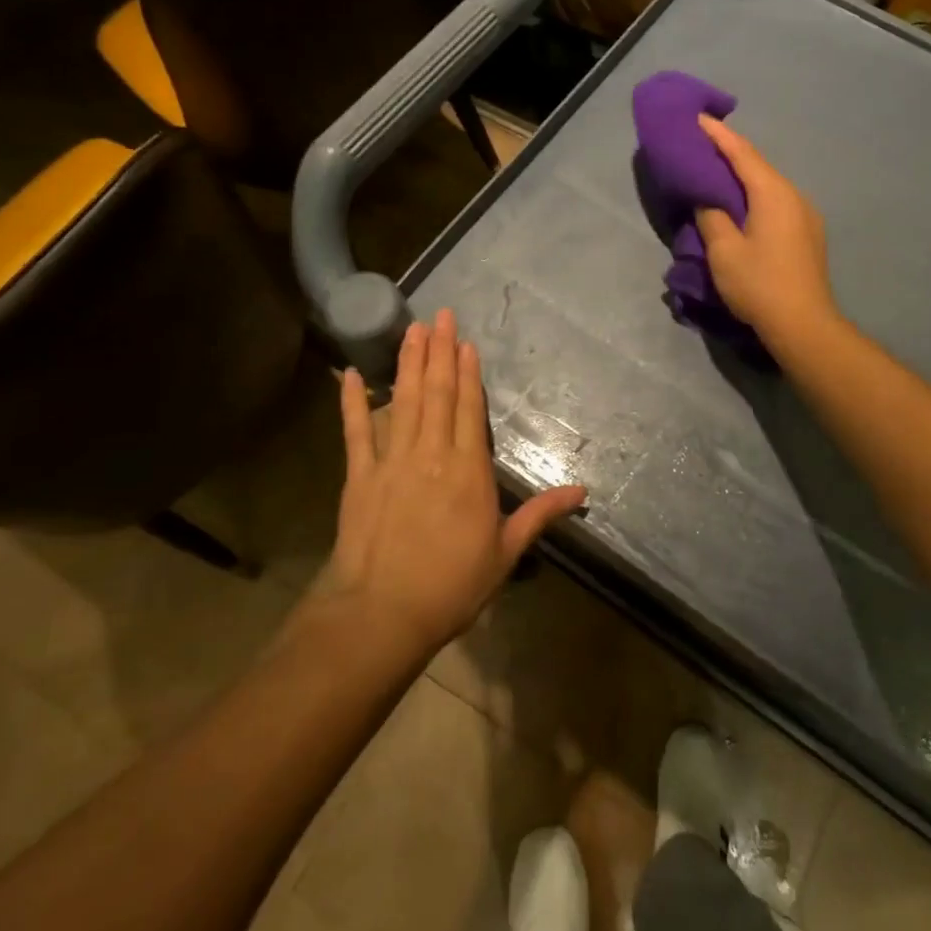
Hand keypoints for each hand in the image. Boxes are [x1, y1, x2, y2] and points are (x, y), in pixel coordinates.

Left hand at [324, 309, 585, 652]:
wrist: (382, 615)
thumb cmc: (451, 586)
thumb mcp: (505, 553)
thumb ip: (540, 515)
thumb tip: (583, 491)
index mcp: (468, 470)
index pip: (469, 409)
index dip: (468, 373)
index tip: (465, 342)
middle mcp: (431, 454)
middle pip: (437, 394)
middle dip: (439, 352)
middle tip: (438, 315)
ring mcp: (391, 462)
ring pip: (403, 401)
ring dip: (408, 364)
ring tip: (411, 330)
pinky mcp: (359, 477)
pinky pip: (355, 432)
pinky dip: (351, 402)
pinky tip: (348, 374)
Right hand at [695, 115, 837, 344]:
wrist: (804, 324)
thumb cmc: (759, 284)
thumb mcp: (724, 251)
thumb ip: (712, 217)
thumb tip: (708, 200)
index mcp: (773, 194)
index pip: (742, 153)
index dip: (718, 135)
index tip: (697, 118)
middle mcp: (794, 196)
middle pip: (758, 166)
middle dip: (730, 153)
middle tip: (702, 144)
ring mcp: (806, 215)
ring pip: (769, 185)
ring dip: (743, 177)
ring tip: (717, 173)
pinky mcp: (807, 234)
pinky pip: (777, 203)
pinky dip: (755, 196)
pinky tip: (742, 204)